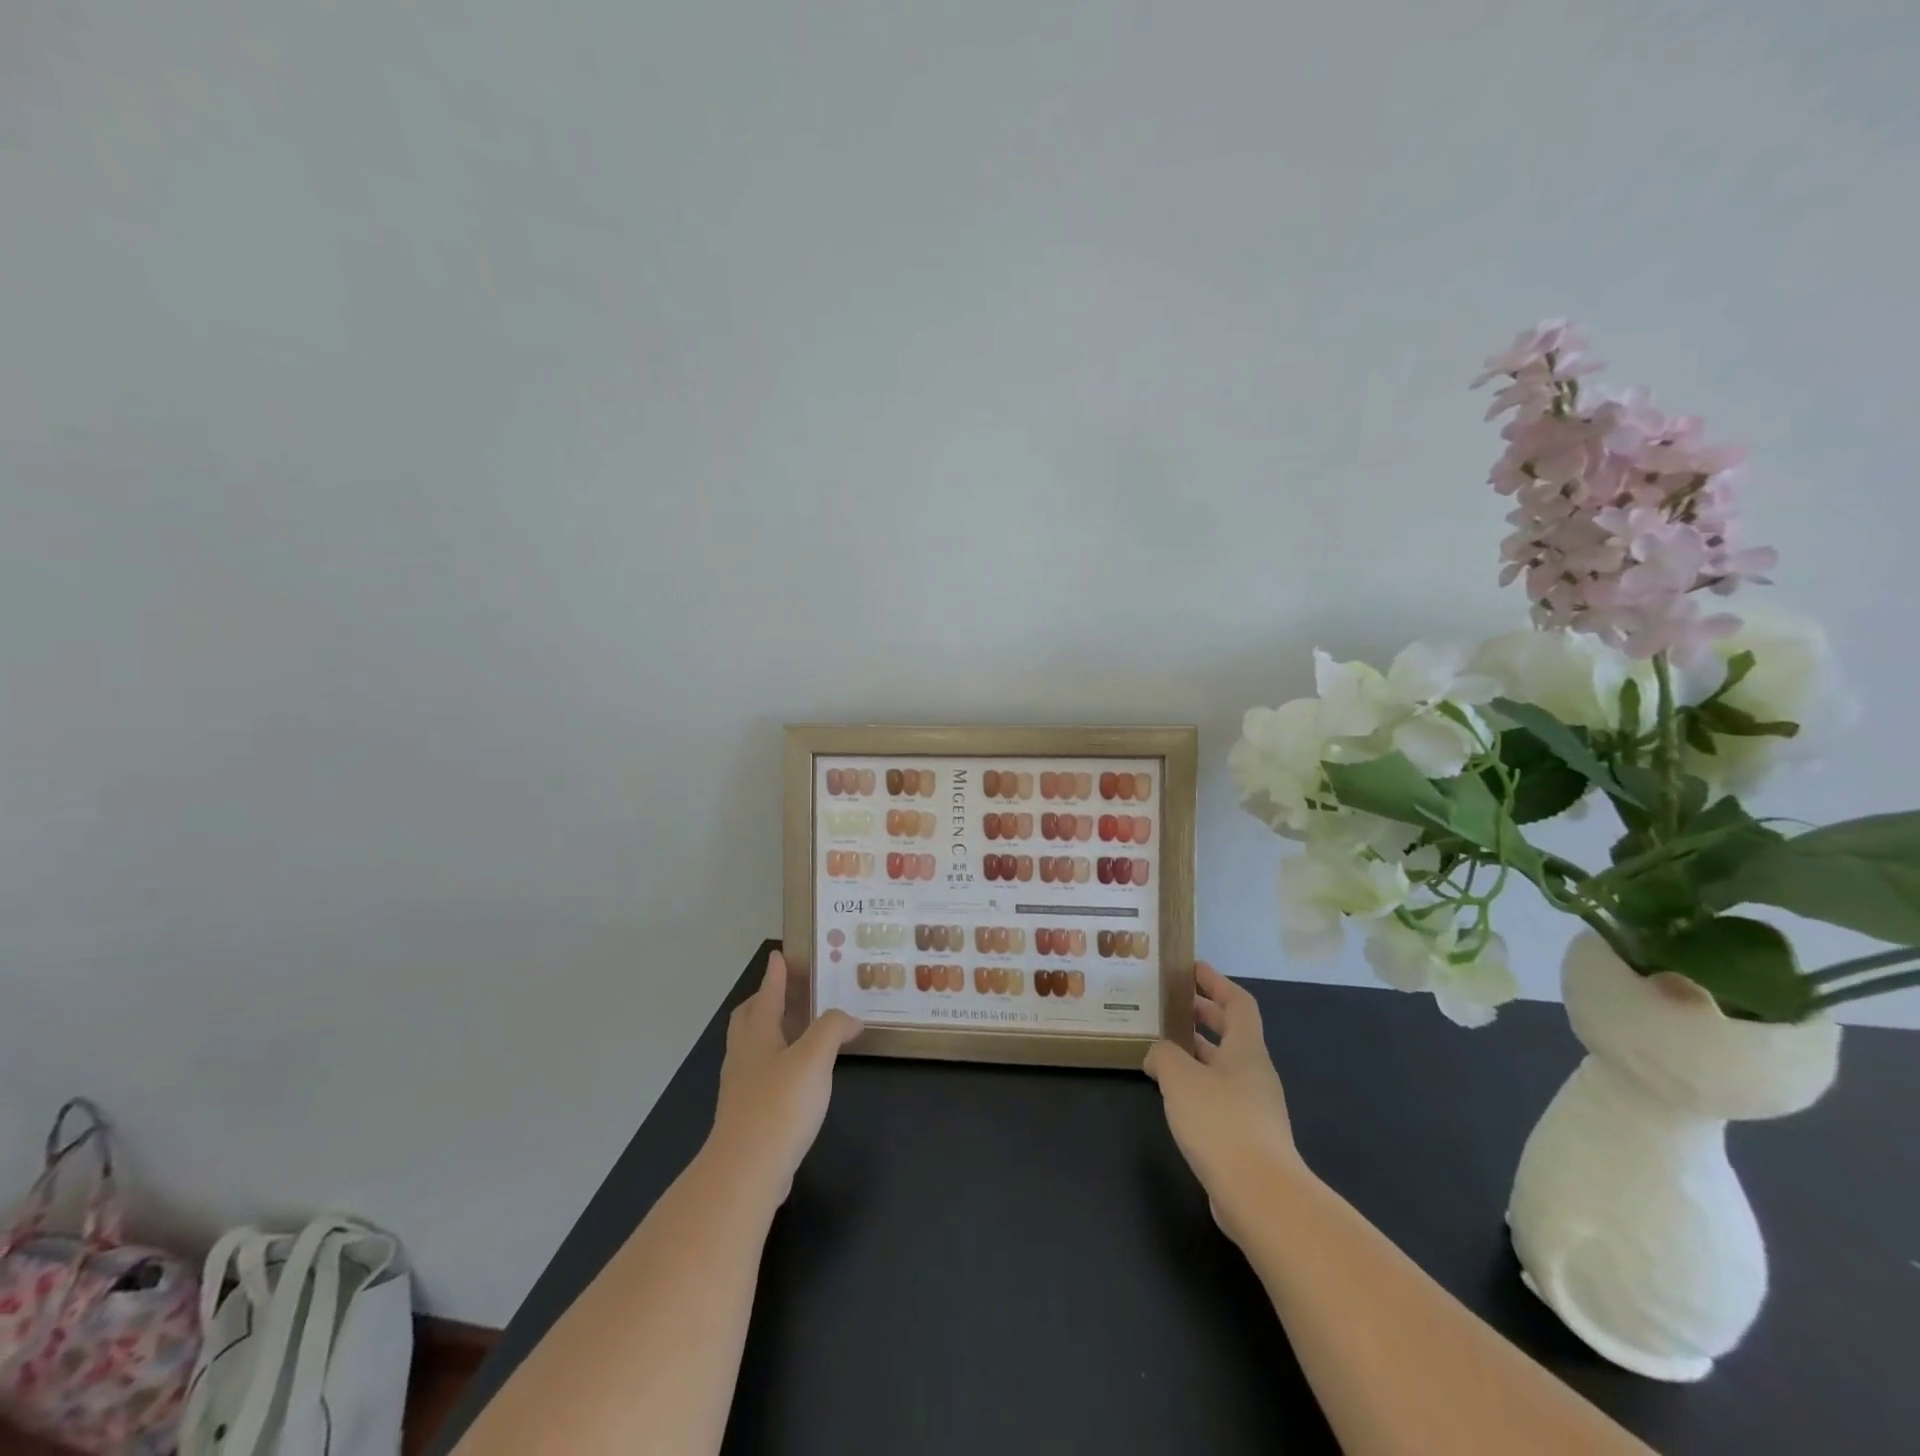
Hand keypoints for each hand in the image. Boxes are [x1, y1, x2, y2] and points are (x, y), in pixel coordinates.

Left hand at [708, 950, 862, 1206]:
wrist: (746, 1172)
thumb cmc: (779, 1104)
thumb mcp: (814, 1057)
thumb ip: (832, 1029)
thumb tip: (851, 1019)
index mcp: (757, 1034)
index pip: (766, 994)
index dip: (775, 974)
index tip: (780, 955)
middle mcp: (744, 1055)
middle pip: (749, 1018)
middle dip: (765, 1000)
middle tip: (788, 992)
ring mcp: (742, 1087)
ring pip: (754, 1047)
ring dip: (773, 1031)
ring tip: (800, 1030)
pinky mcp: (748, 1115)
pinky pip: (761, 1074)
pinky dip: (778, 1062)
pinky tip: (799, 1076)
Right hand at [1144, 962, 1306, 1244]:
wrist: (1261, 1196)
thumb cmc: (1221, 1122)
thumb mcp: (1180, 1078)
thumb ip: (1163, 1055)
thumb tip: (1156, 1053)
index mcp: (1246, 1050)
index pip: (1238, 1003)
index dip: (1216, 982)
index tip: (1192, 969)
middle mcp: (1255, 1074)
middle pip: (1232, 1033)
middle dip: (1203, 1015)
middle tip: (1172, 1004)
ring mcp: (1255, 1108)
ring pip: (1223, 1067)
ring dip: (1197, 1052)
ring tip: (1163, 1047)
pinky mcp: (1247, 1138)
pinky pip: (1220, 1096)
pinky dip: (1197, 1085)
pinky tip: (1173, 1095)